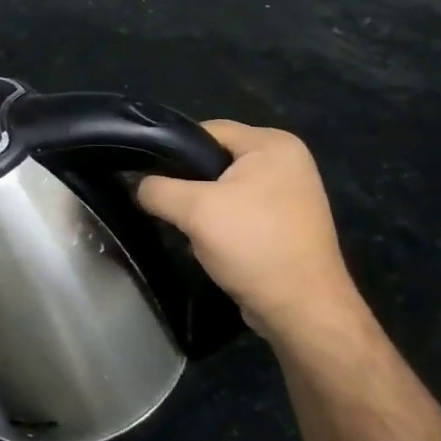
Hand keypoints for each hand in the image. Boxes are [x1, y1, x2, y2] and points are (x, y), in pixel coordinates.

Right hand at [138, 120, 364, 343]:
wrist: (301, 310)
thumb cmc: (253, 245)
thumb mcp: (193, 210)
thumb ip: (156, 189)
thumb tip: (139, 186)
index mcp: (273, 144)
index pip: (206, 131)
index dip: (172, 151)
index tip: (148, 177)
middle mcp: (286, 161)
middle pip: (214, 159)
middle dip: (186, 183)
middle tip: (164, 206)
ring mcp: (289, 194)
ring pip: (223, 187)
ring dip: (200, 206)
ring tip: (184, 226)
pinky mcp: (284, 223)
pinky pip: (238, 210)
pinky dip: (219, 223)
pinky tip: (206, 242)